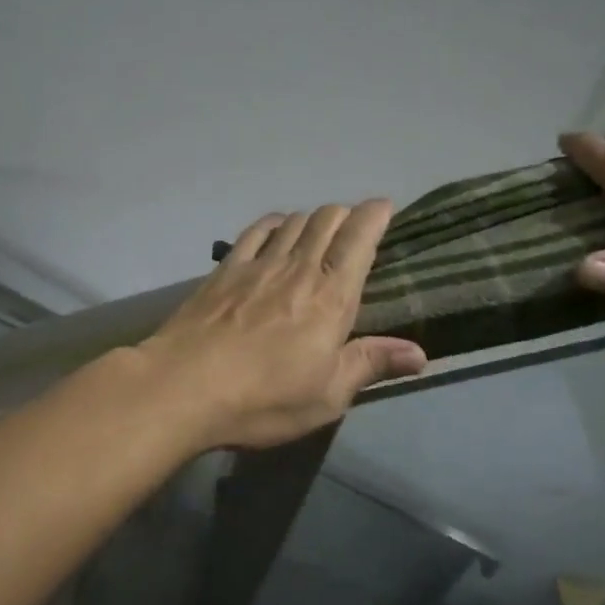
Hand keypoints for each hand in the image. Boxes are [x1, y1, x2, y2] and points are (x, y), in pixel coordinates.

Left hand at [136, 201, 428, 450]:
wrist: (184, 386)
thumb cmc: (264, 397)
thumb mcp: (327, 395)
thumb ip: (371, 365)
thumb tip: (419, 354)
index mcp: (331, 296)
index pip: (360, 239)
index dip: (375, 216)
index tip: (384, 207)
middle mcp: (298, 268)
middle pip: (327, 220)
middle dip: (346, 215)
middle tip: (354, 226)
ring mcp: (257, 264)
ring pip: (293, 221)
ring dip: (312, 218)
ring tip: (319, 229)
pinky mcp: (225, 270)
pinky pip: (255, 232)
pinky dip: (273, 223)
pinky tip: (276, 228)